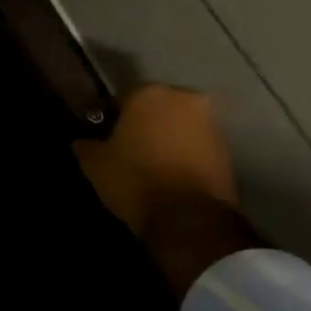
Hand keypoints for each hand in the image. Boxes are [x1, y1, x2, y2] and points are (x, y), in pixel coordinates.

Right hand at [74, 85, 257, 297]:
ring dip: (166, 139)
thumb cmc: (134, 179)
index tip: (103, 138)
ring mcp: (211, 123)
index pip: (122, 99)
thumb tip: (83, 141)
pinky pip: (196, 145)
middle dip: (143, 124)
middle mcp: (185, 98)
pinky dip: (183, 154)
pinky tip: (169, 175)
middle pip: (156, 108)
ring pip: (179, 125)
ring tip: (150, 165)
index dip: (110, 119)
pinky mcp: (227, 149)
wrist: (188, 217)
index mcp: (149, 94)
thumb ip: (86, 145)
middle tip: (127, 149)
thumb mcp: (94, 163)